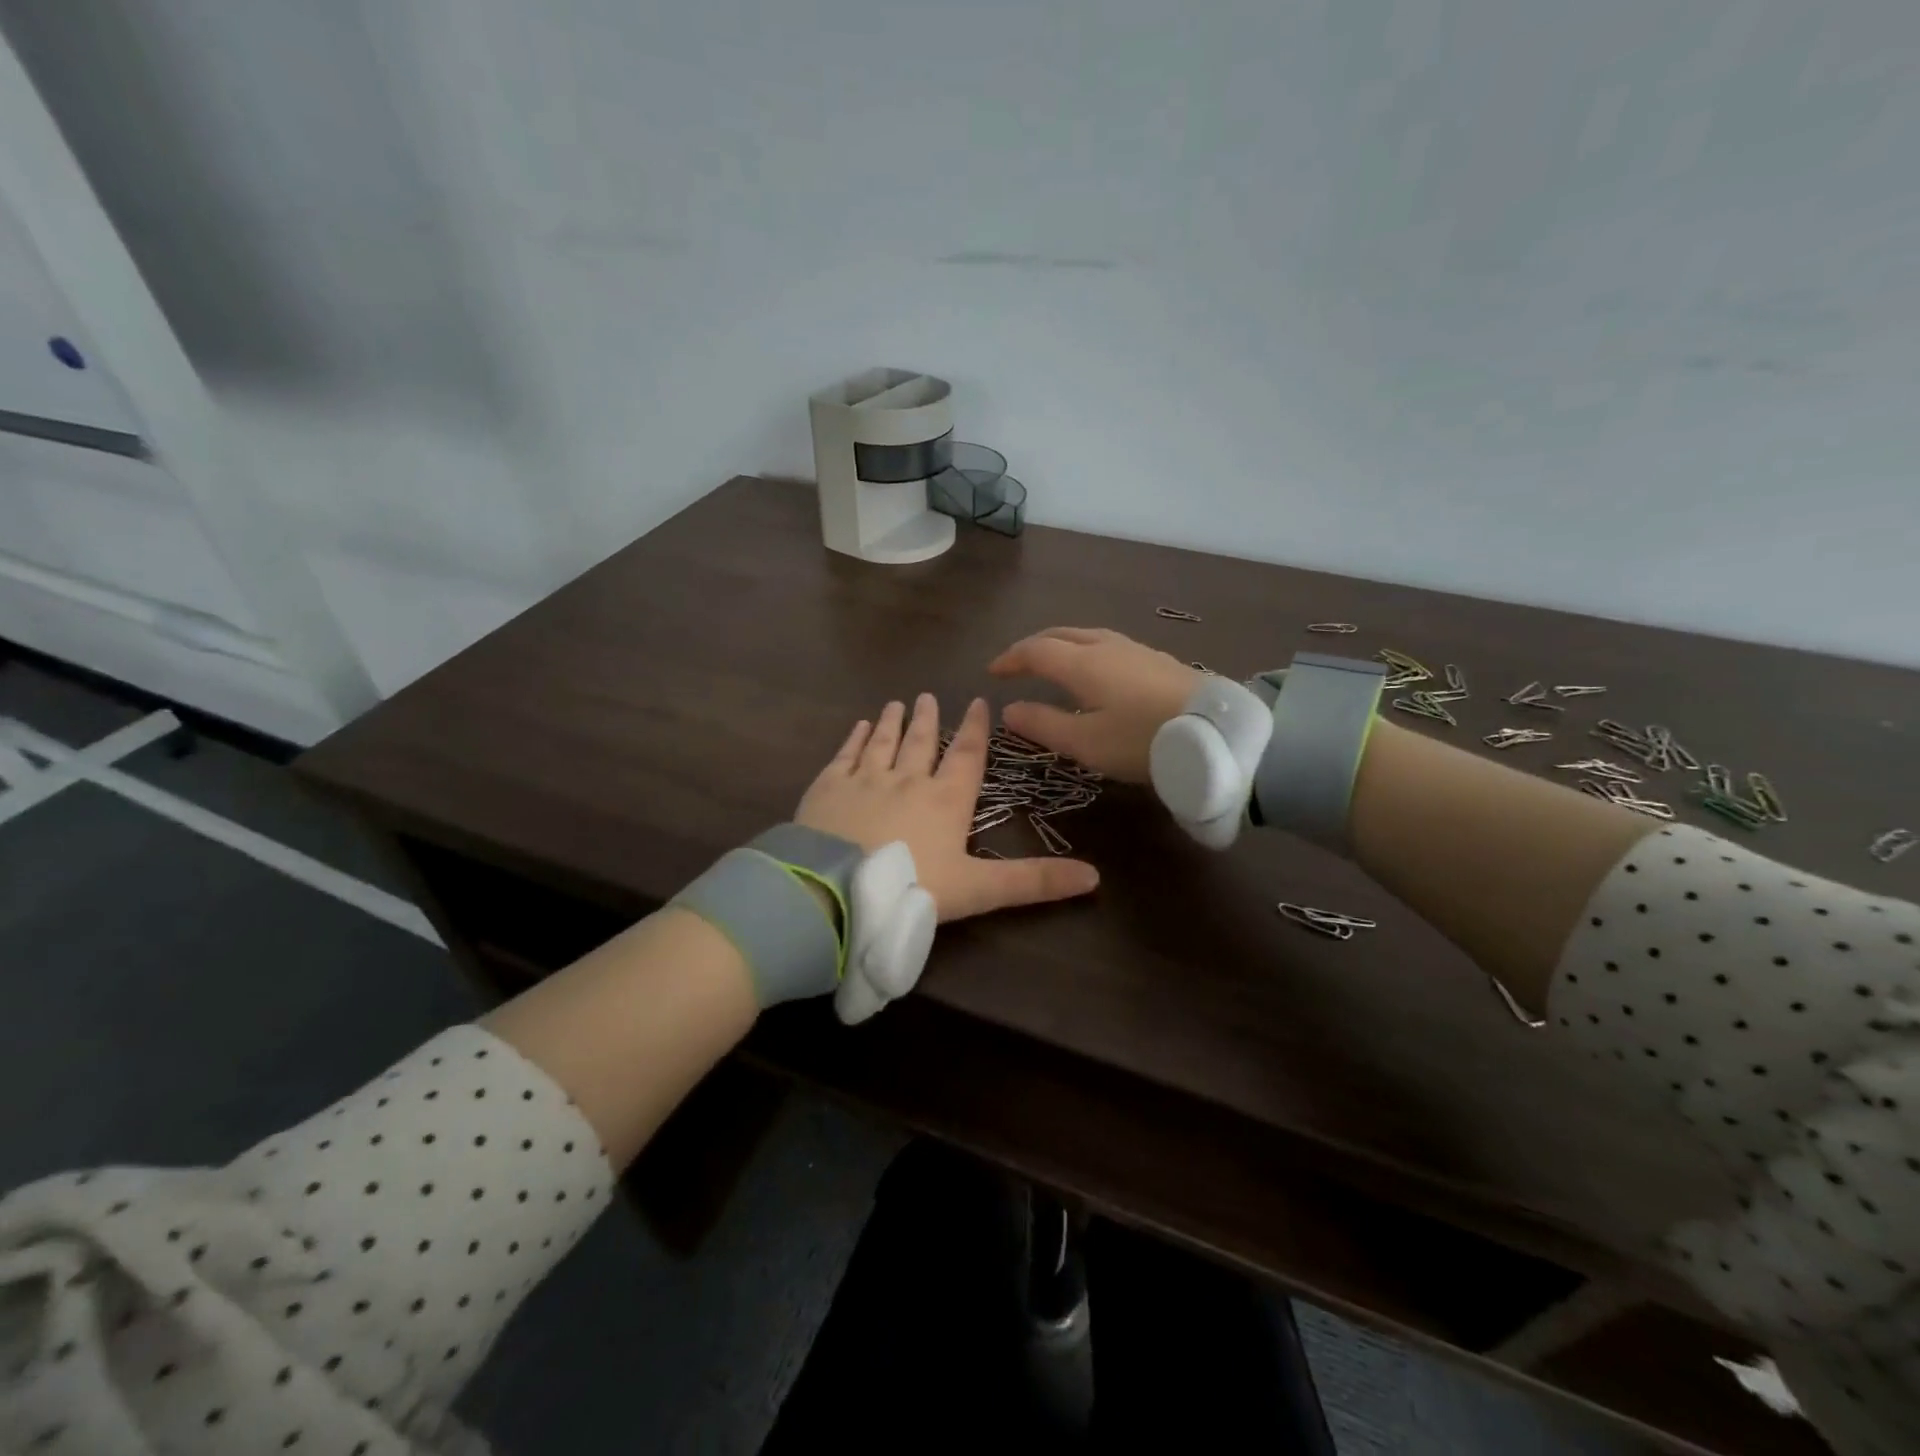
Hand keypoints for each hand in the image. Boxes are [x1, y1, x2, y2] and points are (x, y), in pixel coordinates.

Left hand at [794, 694, 1099, 921]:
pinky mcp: (828, 788)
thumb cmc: (914, 889)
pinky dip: (855, 738)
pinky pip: (845, 754)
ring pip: (883, 742)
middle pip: (921, 742)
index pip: (966, 755)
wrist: (838, 891)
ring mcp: (864, 780)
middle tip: (927, 697)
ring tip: (897, 703)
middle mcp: (907, 779)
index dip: (974, 729)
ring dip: (892, 722)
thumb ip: (1034, 881)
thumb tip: (1094, 877)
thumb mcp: (980, 890)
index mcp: (946, 799)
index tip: (977, 702)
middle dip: (927, 719)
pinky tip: (859, 727)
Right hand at [987, 628, 1200, 783]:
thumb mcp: (1085, 742)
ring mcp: (1137, 651)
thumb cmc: (1142, 740)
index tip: (992, 672)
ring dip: (1062, 645)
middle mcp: (1107, 647)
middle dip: (1034, 646)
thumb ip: (1043, 724)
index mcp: (1083, 663)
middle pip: (1061, 634)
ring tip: (1053, 663)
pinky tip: (1097, 671)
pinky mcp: (1159, 661)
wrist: (1217, 733)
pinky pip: (1110, 646)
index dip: (1011, 659)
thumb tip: (1008, 710)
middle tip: (1018, 663)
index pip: (1036, 650)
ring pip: (1088, 636)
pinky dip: (1087, 652)